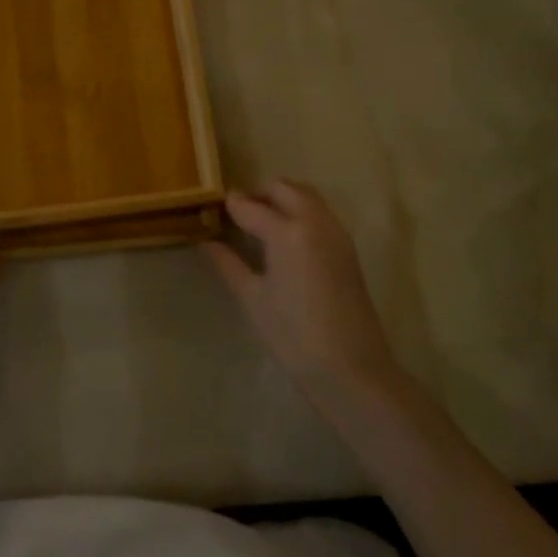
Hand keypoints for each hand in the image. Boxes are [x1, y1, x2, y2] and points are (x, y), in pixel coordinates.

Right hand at [205, 178, 402, 401]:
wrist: (350, 368)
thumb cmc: (292, 335)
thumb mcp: (252, 298)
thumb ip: (229, 263)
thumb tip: (208, 242)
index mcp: (287, 231)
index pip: (251, 206)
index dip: (230, 206)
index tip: (213, 209)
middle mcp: (315, 222)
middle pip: (284, 188)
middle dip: (259, 194)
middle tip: (238, 214)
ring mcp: (336, 233)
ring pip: (307, 196)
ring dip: (283, 199)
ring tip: (260, 224)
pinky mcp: (348, 248)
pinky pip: (321, 214)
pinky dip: (301, 212)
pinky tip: (285, 239)